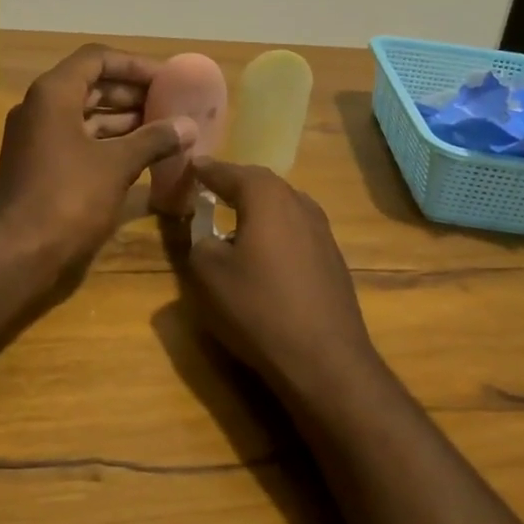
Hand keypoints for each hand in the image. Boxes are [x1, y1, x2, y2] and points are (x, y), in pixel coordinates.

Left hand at [0, 46, 195, 275]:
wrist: (16, 255)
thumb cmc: (67, 198)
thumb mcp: (117, 165)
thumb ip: (154, 139)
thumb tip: (188, 125)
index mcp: (54, 94)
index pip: (97, 58)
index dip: (134, 65)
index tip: (167, 79)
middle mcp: (40, 108)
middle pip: (91, 85)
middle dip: (131, 92)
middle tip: (170, 103)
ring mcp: (37, 138)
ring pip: (85, 115)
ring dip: (123, 119)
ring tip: (163, 128)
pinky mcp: (40, 166)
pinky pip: (79, 140)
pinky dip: (108, 142)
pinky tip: (140, 155)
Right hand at [179, 157, 382, 395]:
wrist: (324, 358)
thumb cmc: (258, 308)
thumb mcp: (208, 274)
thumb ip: (200, 242)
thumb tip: (208, 235)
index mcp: (267, 197)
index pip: (230, 172)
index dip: (206, 170)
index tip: (190, 166)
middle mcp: (299, 203)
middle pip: (261, 184)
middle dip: (234, 183)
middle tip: (209, 188)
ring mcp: (322, 230)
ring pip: (282, 206)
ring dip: (257, 208)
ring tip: (234, 219)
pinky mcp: (333, 257)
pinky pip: (295, 230)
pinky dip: (275, 230)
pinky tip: (264, 252)